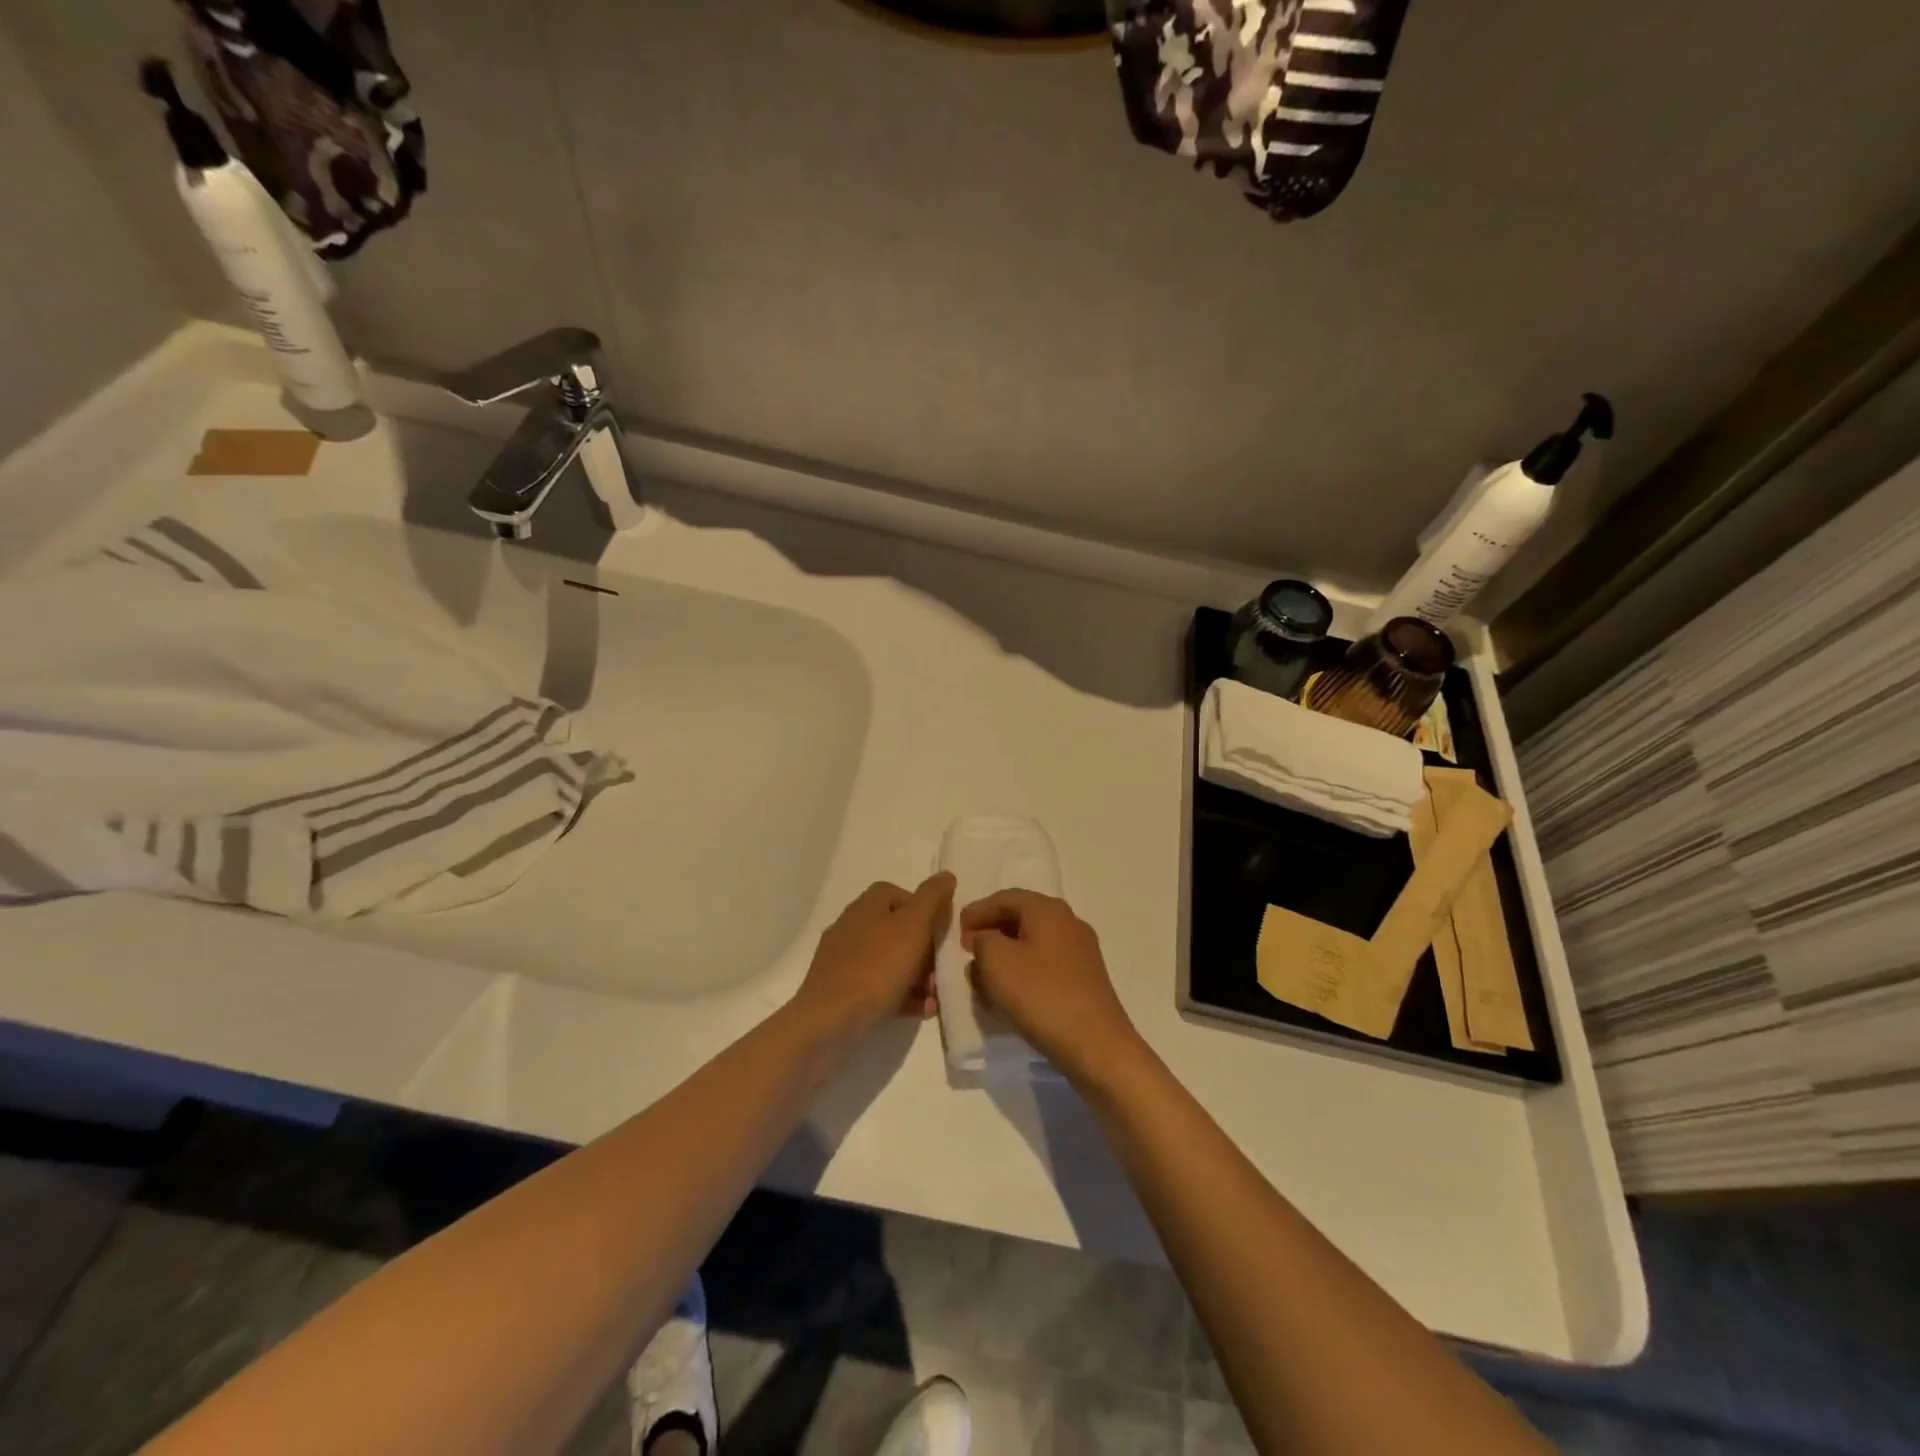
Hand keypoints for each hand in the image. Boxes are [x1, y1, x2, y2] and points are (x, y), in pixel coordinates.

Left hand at [793, 873, 954, 1041]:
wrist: (829, 1021)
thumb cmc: (877, 967)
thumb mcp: (913, 926)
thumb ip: (932, 899)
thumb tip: (946, 875)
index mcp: (866, 905)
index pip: (898, 893)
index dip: (923, 909)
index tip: (940, 931)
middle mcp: (851, 926)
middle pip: (895, 929)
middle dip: (924, 948)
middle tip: (941, 969)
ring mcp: (842, 959)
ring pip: (888, 960)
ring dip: (916, 976)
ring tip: (935, 996)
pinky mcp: (840, 989)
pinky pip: (877, 986)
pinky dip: (901, 994)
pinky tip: (921, 1010)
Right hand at [960, 890, 1140, 1083]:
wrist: (1096, 1045)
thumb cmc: (1041, 995)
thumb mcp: (996, 961)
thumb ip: (982, 941)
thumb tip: (985, 940)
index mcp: (1048, 910)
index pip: (1005, 898)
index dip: (977, 911)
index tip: (956, 930)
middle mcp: (1068, 923)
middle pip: (1021, 918)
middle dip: (991, 933)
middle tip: (967, 951)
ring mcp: (1081, 952)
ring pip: (1033, 944)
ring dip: (1005, 956)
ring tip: (982, 976)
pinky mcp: (1085, 980)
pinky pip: (1045, 966)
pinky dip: (1023, 973)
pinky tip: (1009, 995)